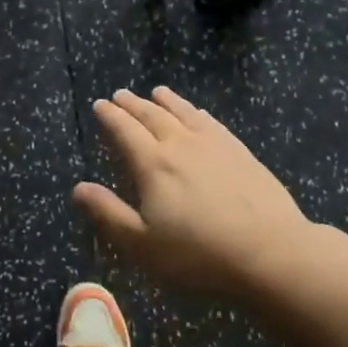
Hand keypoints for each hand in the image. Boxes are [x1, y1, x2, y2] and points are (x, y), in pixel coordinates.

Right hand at [74, 87, 311, 298]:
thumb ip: (109, 213)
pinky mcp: (241, 152)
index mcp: (153, 164)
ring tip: (156, 92)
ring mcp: (214, 145)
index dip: (110, 117)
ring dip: (166, 101)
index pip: (125, 131)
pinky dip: (198, 113)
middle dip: (133, 104)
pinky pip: (212, 123)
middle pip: (152, 116)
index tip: (100, 105)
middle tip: (120, 95)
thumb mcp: (142, 244)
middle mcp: (180, 145)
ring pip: (184, 113)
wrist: (269, 252)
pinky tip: (198, 113)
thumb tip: (78, 188)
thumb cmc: (198, 254)